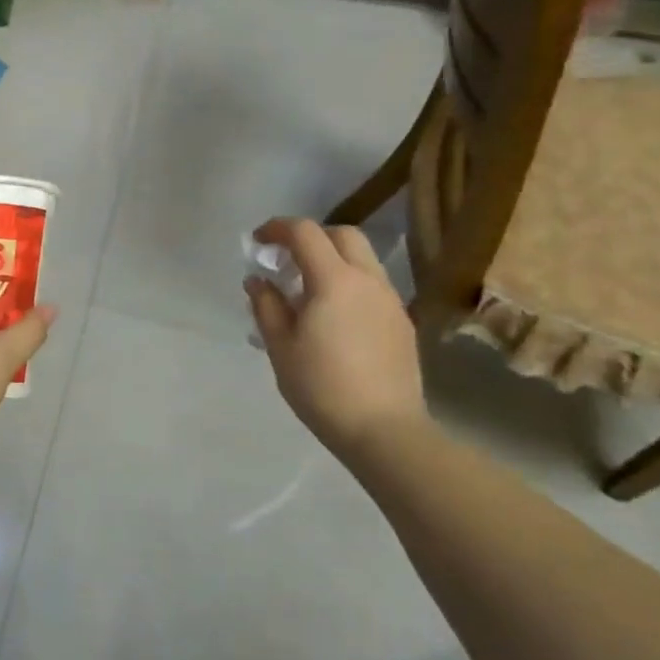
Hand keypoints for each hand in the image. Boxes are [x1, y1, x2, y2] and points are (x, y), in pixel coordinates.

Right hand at [245, 218, 425, 454]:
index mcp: (334, 281)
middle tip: (286, 259)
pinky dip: (349, 283)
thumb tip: (258, 280)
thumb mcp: (280, 346)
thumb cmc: (322, 387)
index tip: (257, 241)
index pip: (305, 233)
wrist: (385, 430)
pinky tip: (334, 316)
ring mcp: (390, 300)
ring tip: (308, 289)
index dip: (277, 228)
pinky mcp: (402, 322)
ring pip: (363, 259)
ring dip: (333, 260)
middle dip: (311, 237)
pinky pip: (373, 286)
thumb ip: (266, 305)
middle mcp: (368, 280)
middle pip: (342, 235)